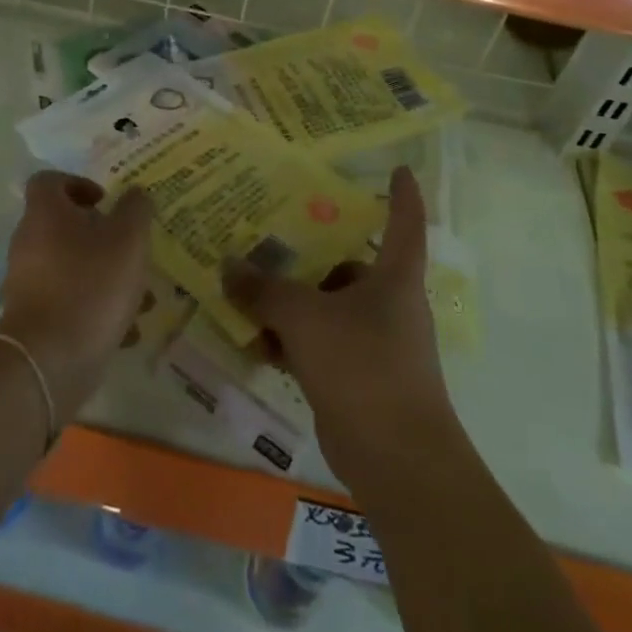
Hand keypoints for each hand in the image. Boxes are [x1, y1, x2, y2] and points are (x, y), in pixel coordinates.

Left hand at [0, 171, 152, 426]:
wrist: (49, 362)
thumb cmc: (90, 286)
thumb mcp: (128, 240)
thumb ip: (136, 210)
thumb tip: (135, 194)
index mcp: (45, 214)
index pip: (49, 181)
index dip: (78, 183)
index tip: (106, 202)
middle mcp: (30, 243)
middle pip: (65, 226)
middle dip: (105, 237)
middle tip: (132, 250)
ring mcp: (28, 283)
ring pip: (73, 267)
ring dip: (108, 276)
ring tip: (143, 299)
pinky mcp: (34, 319)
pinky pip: (69, 302)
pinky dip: (96, 309)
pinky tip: (128, 330)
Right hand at [223, 167, 458, 493]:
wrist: (398, 462)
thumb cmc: (362, 367)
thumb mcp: (304, 318)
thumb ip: (264, 289)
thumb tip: (228, 264)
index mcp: (394, 278)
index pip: (404, 223)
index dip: (403, 194)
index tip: (400, 168)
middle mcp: (389, 305)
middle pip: (349, 267)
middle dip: (309, 258)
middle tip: (268, 242)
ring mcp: (376, 344)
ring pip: (328, 309)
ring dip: (291, 306)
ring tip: (247, 297)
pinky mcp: (359, 380)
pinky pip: (320, 346)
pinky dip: (293, 343)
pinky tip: (257, 346)